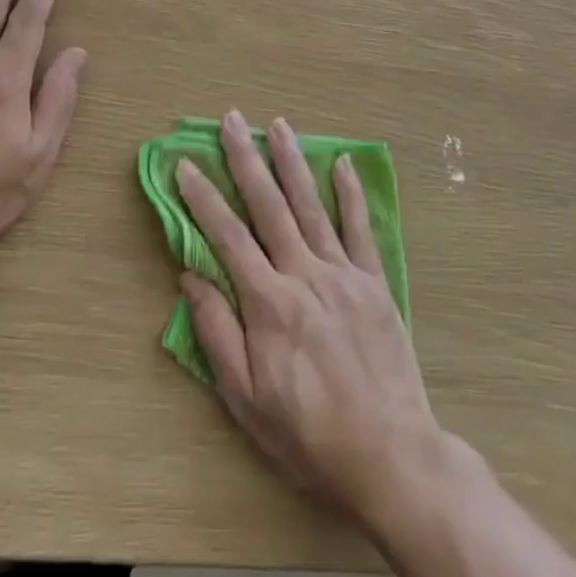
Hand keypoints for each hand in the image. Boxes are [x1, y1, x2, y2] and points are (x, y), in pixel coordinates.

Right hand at [176, 110, 442, 524]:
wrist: (390, 456)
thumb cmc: (308, 434)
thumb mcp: (246, 399)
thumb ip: (216, 333)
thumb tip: (190, 276)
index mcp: (268, 303)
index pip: (227, 236)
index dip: (203, 197)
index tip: (185, 164)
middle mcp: (304, 274)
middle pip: (268, 206)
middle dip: (246, 159)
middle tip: (232, 120)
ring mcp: (343, 274)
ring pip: (311, 206)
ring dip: (291, 161)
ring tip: (277, 124)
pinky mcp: (375, 283)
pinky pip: (360, 229)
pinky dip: (350, 193)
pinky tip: (341, 162)